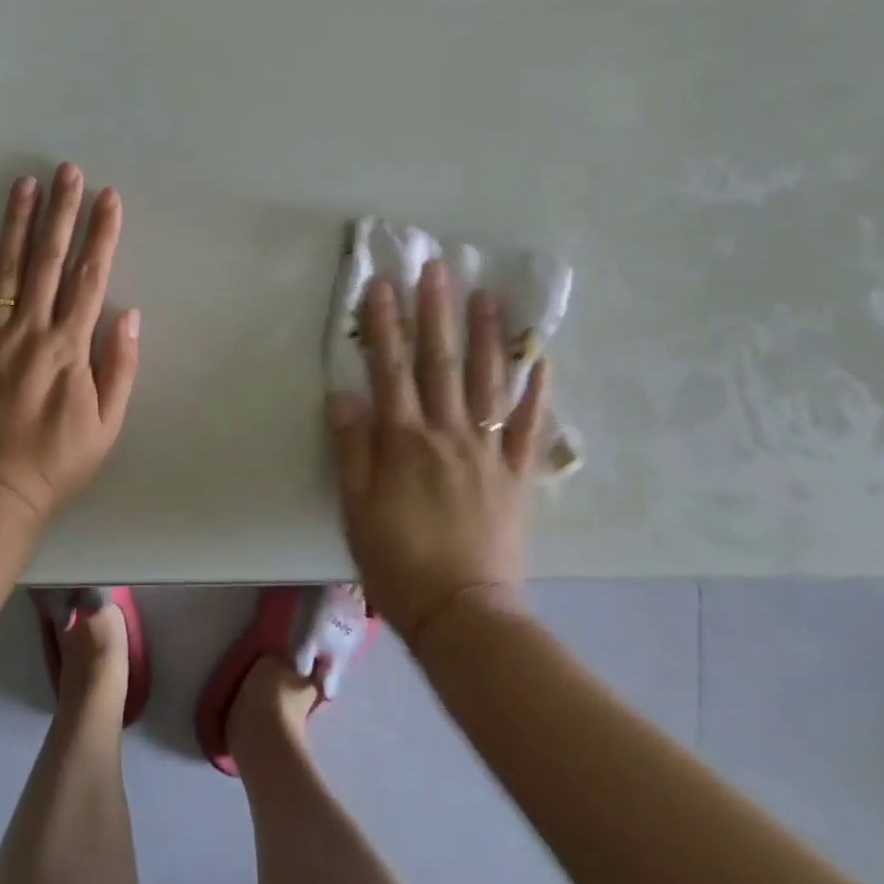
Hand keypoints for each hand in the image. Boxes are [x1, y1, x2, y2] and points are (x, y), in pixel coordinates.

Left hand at [0, 164, 141, 522]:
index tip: (108, 197)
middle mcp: (29, 330)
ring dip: (17, 222)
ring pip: (6, 266)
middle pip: (49, 259)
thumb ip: (119, 368)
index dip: (101, 233)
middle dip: (61, 211)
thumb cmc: (56, 461)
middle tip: (66, 171)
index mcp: (69, 347)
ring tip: (25, 183)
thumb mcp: (106, 425)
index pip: (90, 277)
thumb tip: (130, 314)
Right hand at [330, 261, 550, 645]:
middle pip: (440, 363)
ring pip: (487, 382)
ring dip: (486, 336)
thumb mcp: (354, 508)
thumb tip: (343, 394)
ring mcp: (488, 452)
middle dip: (436, 312)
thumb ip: (351, 448)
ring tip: (486, 295)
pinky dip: (537, 391)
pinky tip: (540, 358)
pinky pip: (530, 426)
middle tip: (438, 268)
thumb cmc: (397, 562)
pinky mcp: (517, 475)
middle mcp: (447, 434)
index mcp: (404, 442)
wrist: (463, 615)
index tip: (383, 285)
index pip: (390, 369)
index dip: (384, 326)